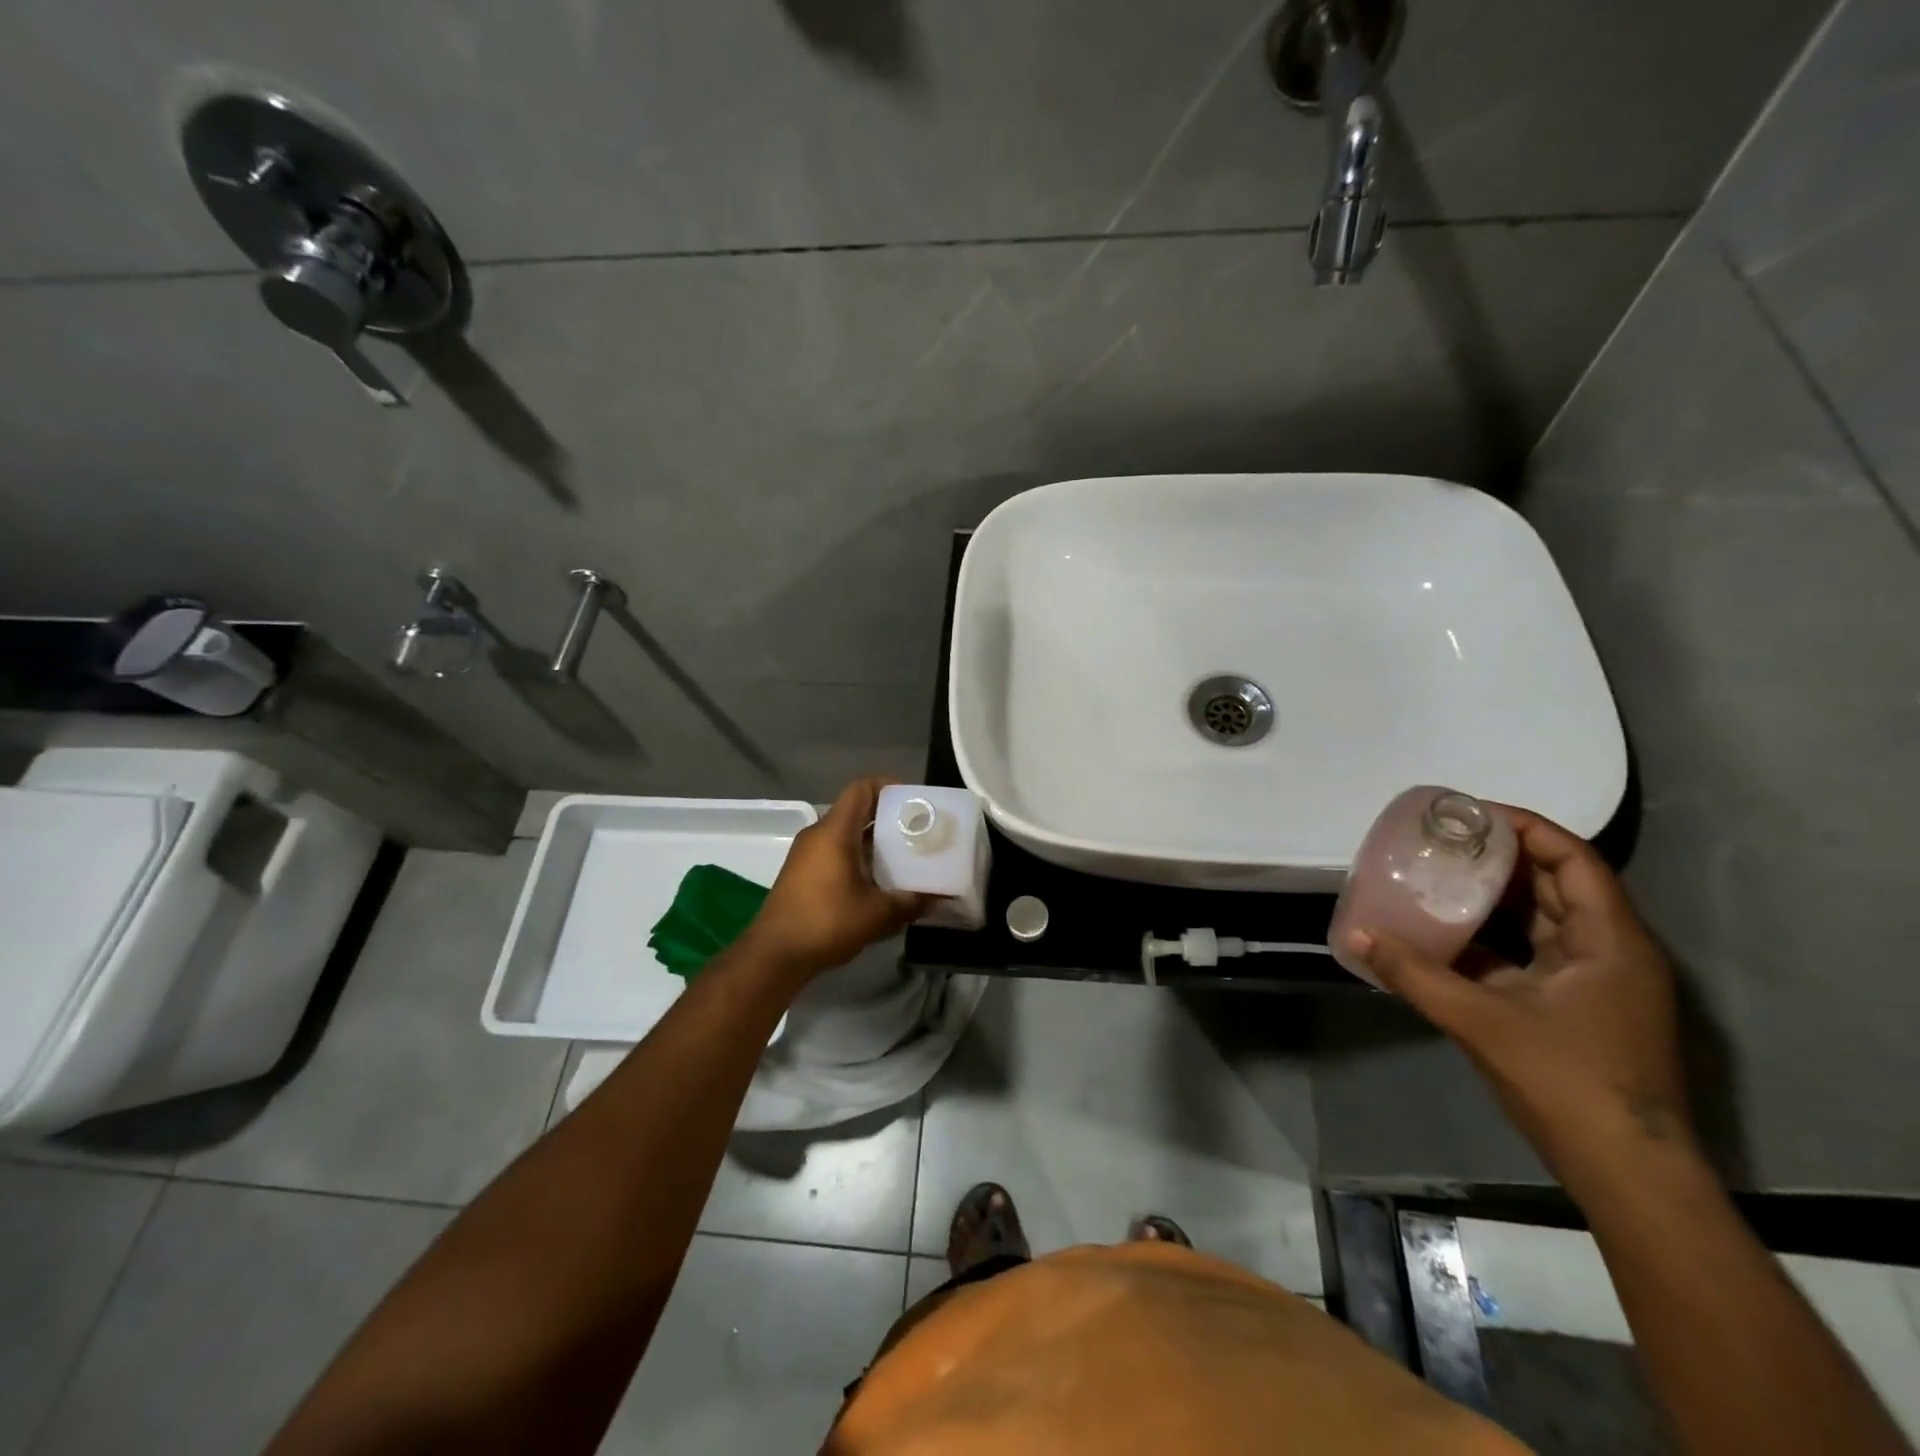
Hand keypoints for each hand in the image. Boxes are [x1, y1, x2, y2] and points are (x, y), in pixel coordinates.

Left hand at [743, 778, 928, 978]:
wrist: (775, 955)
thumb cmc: (827, 922)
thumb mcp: (877, 913)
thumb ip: (910, 902)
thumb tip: (937, 898)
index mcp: (835, 831)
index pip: (862, 788)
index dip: (889, 786)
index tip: (914, 802)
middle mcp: (819, 835)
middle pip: (857, 811)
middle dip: (889, 819)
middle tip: (918, 832)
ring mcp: (807, 855)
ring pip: (847, 835)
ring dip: (875, 842)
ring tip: (906, 858)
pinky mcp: (803, 874)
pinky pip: (836, 853)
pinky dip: (859, 858)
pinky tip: (879, 882)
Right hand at [1346, 806, 1696, 1187]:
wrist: (1627, 1175)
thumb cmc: (1568, 1083)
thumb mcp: (1482, 1021)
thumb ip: (1414, 974)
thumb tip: (1355, 934)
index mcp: (1610, 941)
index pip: (1573, 860)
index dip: (1526, 828)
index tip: (1470, 813)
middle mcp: (1611, 953)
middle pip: (1557, 885)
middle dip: (1502, 859)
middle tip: (1443, 841)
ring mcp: (1595, 985)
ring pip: (1543, 922)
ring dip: (1495, 900)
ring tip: (1438, 877)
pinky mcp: (1576, 1011)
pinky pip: (1531, 956)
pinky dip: (1493, 940)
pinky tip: (1446, 936)